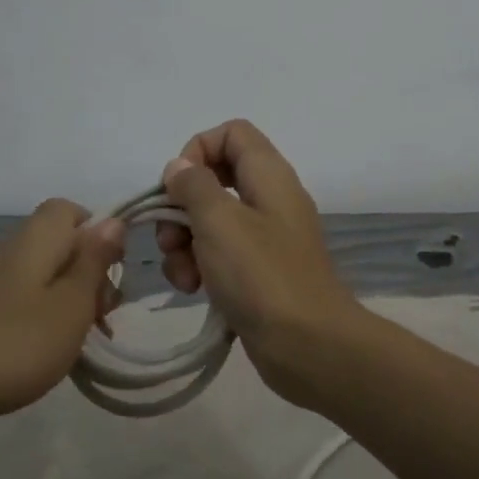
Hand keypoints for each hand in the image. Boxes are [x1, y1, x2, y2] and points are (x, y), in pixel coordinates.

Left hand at [0, 199, 124, 425]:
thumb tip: (113, 220)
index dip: (98, 232)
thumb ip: (94, 261)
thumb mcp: (72, 304)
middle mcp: (7, 251)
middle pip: (58, 243)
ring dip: (68, 299)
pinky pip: (20, 299)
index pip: (69, 209)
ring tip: (80, 339)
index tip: (112, 271)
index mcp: (33, 240)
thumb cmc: (16, 344)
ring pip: (41, 274)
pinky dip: (42, 316)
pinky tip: (47, 350)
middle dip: (88, 272)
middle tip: (102, 315)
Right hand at [156, 120, 362, 405]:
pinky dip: (201, 267)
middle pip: (215, 179)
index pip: (232, 133)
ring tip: (183, 276)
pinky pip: (221, 256)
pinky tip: (194, 290)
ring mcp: (266, 239)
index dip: (198, 150)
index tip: (177, 187)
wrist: (308, 345)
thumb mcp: (220, 222)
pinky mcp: (259, 273)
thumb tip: (180, 168)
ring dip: (185, 243)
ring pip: (212, 222)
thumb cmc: (262, 276)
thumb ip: (195, 186)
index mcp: (270, 176)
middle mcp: (270, 200)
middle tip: (170, 240)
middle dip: (181, 207)